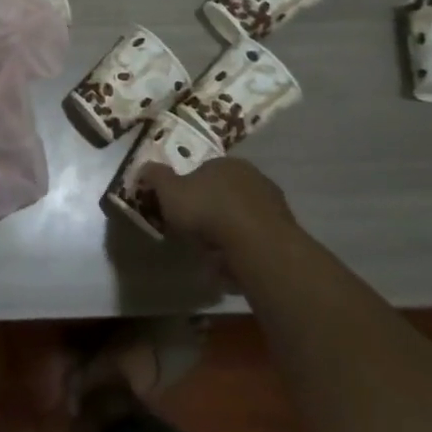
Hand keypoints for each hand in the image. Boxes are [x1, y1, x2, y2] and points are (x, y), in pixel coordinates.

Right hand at [143, 158, 299, 268]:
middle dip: (211, 214)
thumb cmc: (208, 211)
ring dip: (228, 236)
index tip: (180, 210)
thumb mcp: (170, 192)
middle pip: (225, 195)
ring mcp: (274, 205)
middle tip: (195, 235)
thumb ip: (156, 178)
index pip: (205, 171)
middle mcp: (254, 178)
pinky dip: (243, 252)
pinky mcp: (286, 234)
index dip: (190, 190)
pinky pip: (256, 242)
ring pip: (242, 220)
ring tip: (212, 258)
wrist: (257, 245)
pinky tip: (232, 268)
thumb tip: (145, 167)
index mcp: (226, 163)